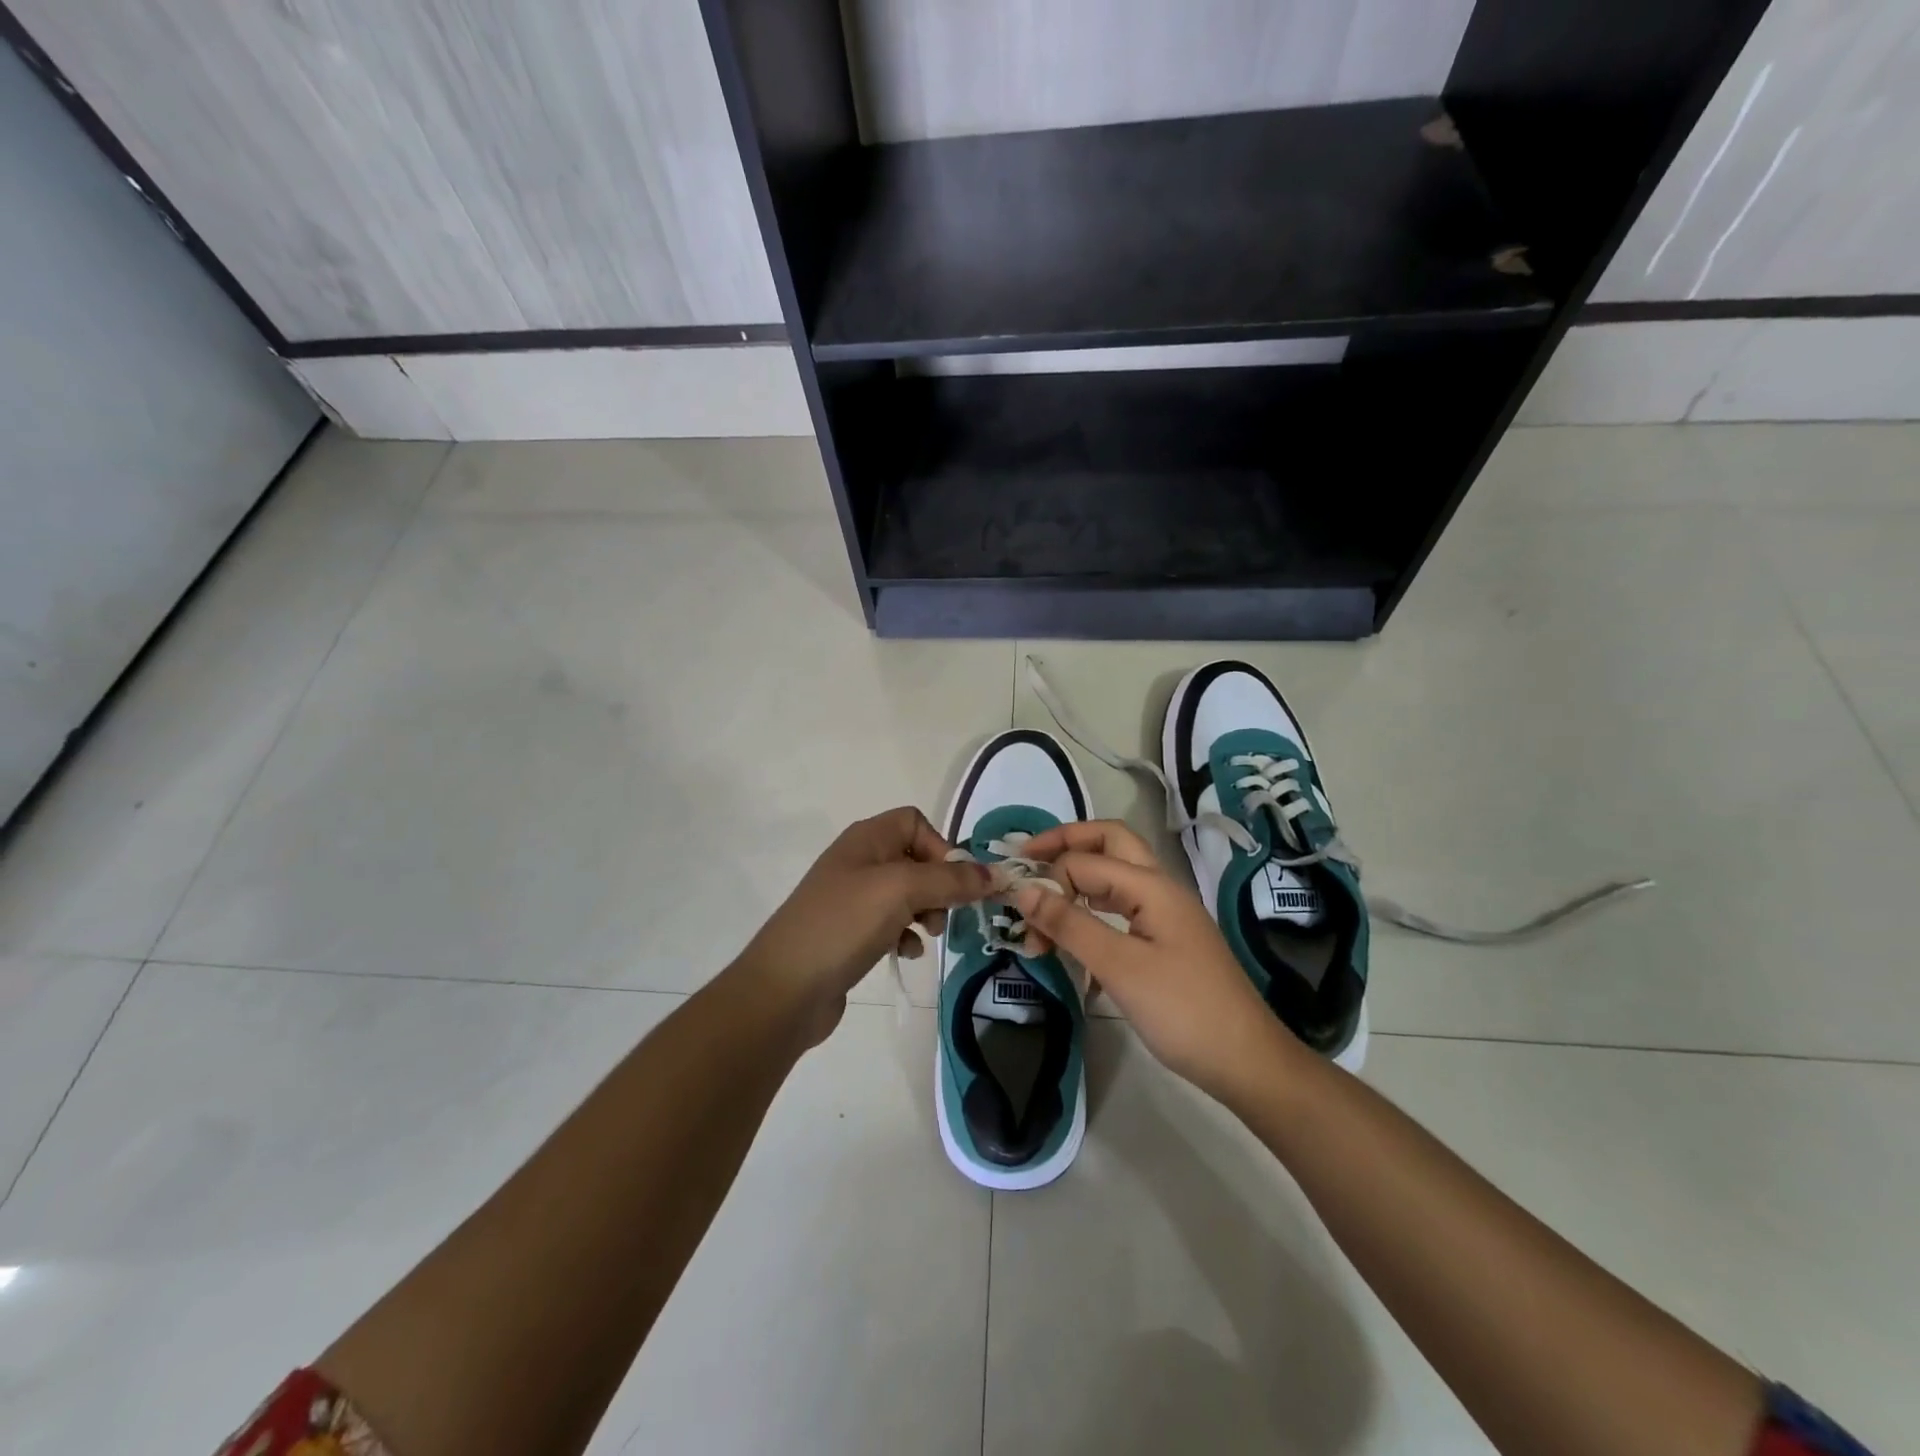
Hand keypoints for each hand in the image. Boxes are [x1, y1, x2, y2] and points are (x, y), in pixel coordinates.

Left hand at [735, 807, 989, 1045]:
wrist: (784, 989)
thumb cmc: (842, 925)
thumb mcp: (901, 891)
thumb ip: (950, 878)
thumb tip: (994, 874)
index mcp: (866, 839)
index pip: (916, 822)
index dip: (941, 847)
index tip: (955, 882)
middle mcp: (859, 861)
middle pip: (916, 859)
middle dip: (939, 885)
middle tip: (942, 915)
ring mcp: (852, 898)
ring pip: (908, 894)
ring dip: (926, 912)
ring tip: (926, 936)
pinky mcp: (850, 932)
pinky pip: (892, 923)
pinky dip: (905, 934)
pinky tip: (904, 953)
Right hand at [1011, 820, 1303, 1102]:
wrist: (1247, 1063)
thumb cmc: (1183, 1011)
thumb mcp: (1119, 967)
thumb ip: (1070, 924)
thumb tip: (1023, 889)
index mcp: (1152, 886)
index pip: (1086, 860)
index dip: (1049, 876)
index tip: (1017, 910)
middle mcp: (1160, 888)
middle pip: (1109, 843)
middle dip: (1066, 845)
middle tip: (1027, 861)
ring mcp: (1166, 914)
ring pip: (1115, 876)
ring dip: (1078, 881)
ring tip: (1043, 907)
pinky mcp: (1166, 940)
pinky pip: (1122, 908)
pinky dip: (1093, 911)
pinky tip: (1075, 939)